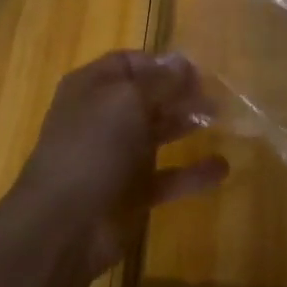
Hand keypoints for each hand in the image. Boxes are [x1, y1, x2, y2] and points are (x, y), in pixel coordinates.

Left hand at [9, 50, 228, 280]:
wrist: (63, 226)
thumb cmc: (93, 146)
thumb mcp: (128, 101)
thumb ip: (160, 81)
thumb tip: (183, 60)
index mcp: (93, 87)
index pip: (129, 64)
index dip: (161, 63)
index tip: (196, 69)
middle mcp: (103, 117)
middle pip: (146, 97)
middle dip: (179, 92)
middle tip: (216, 93)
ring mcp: (116, 157)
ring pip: (157, 133)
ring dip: (186, 124)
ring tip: (221, 117)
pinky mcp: (131, 195)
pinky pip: (167, 177)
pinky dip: (193, 173)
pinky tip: (222, 167)